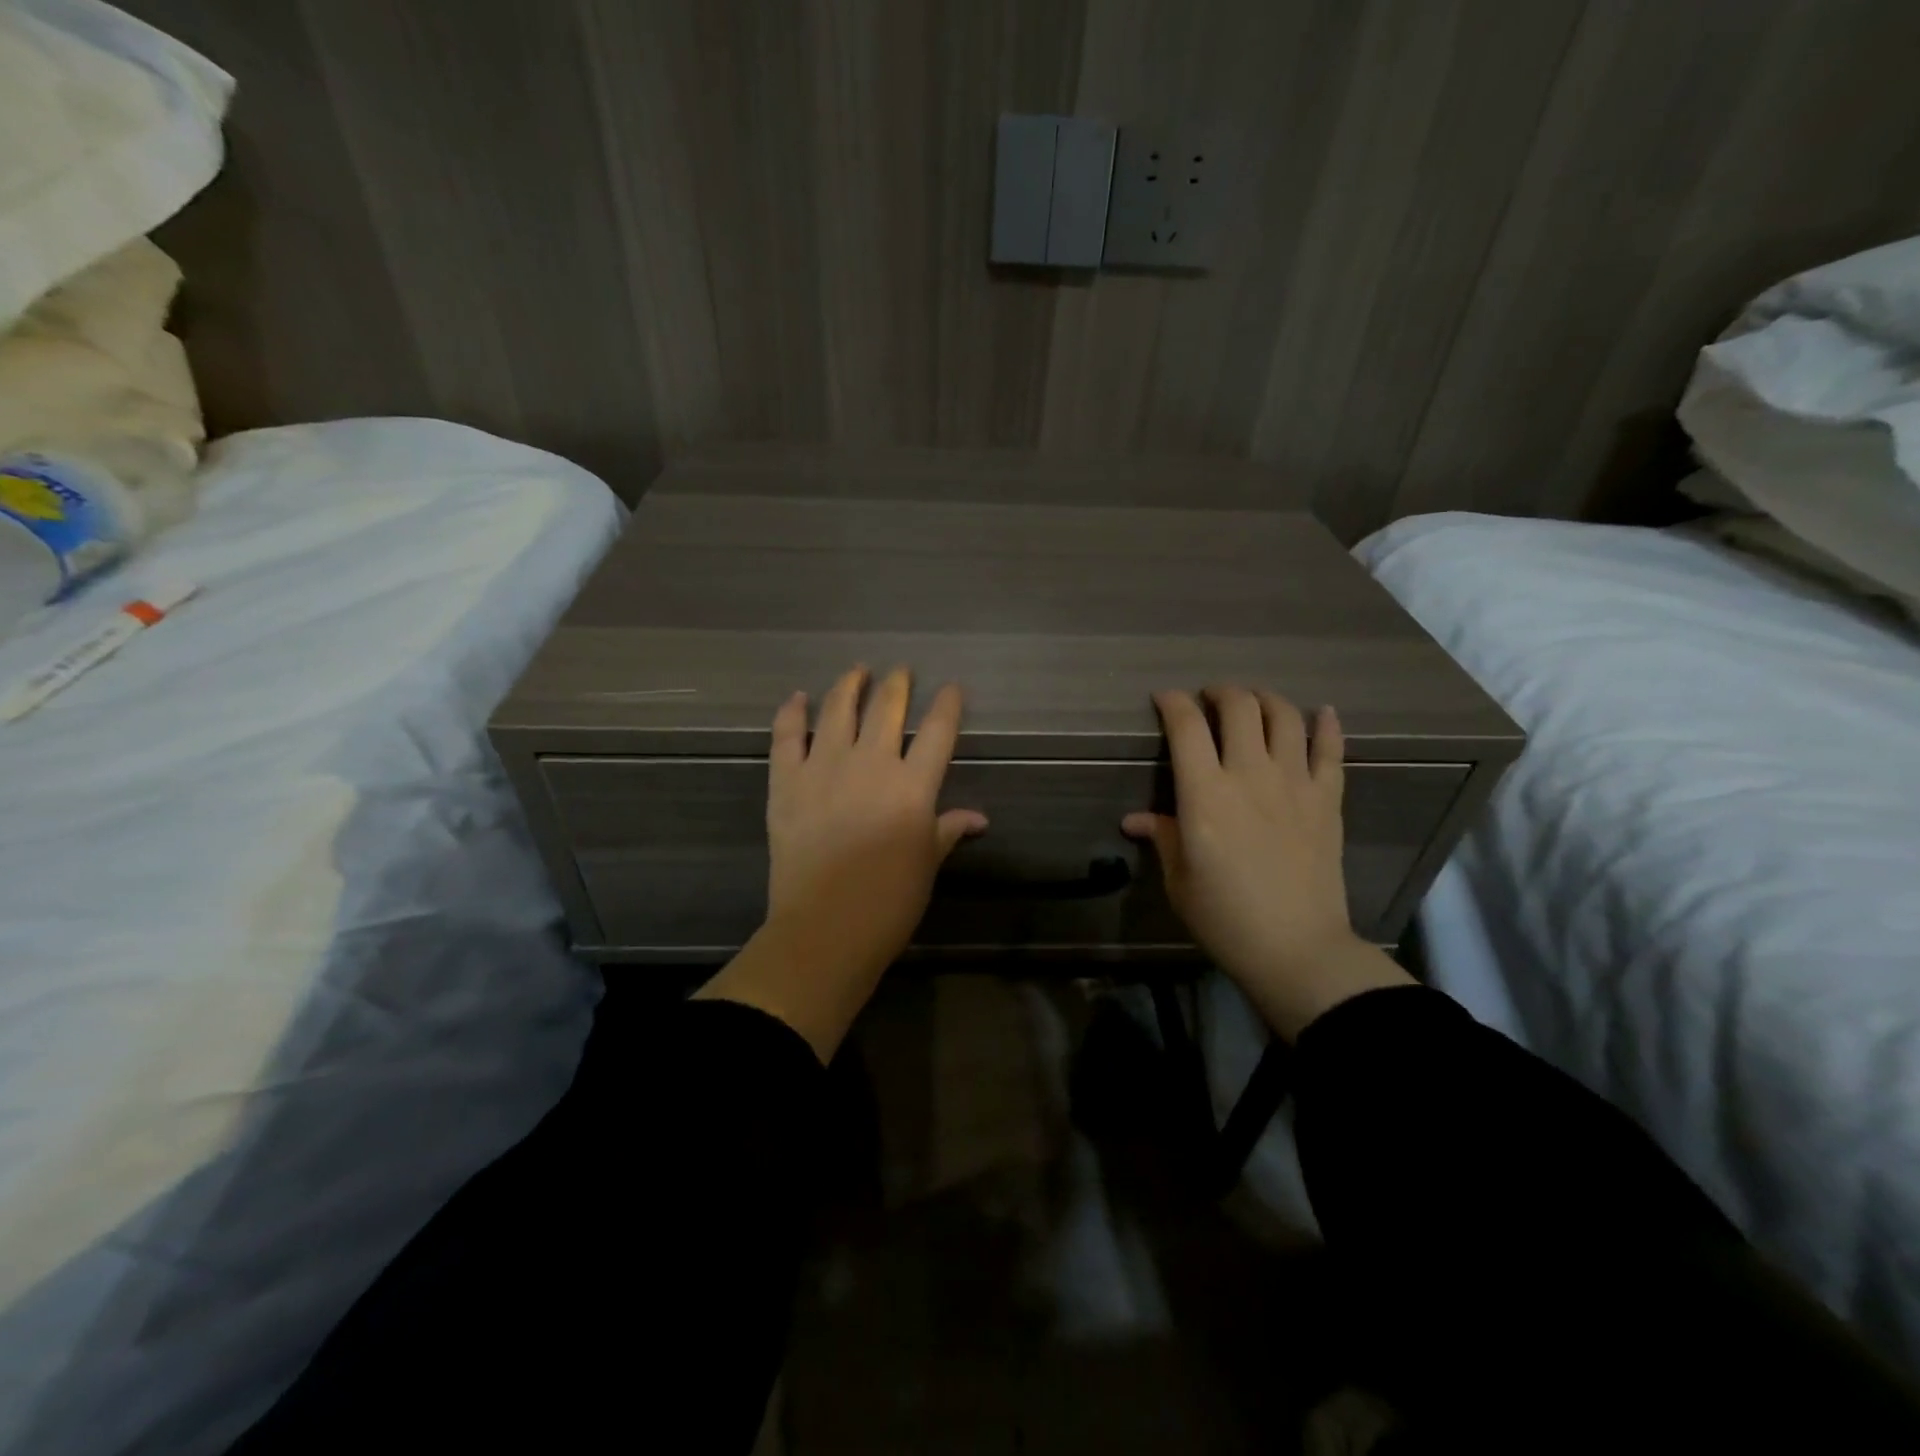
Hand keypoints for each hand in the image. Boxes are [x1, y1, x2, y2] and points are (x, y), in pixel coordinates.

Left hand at [764, 665, 986, 975]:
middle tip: (901, 670)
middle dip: (898, 684)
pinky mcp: (786, 782)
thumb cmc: (889, 902)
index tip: (952, 688)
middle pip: (887, 709)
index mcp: (912, 785)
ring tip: (857, 670)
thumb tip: (979, 818)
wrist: (825, 928)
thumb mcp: (927, 864)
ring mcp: (824, 768)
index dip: (947, 705)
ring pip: (838, 710)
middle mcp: (870, 764)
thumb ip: (948, 830)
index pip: (937, 731)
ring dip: (850, 685)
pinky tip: (797, 698)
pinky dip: (791, 713)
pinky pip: (787, 737)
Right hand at [1123, 687, 1410, 1039]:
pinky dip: (1326, 724)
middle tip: (1209, 699)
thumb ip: (1163, 837)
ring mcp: (1295, 784)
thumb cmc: (1224, 918)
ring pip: (1284, 717)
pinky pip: (1331, 750)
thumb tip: (1136, 819)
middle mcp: (1250, 775)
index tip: (1164, 699)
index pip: (1186, 726)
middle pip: (1239, 707)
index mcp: (1205, 795)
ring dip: (1265, 699)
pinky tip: (1320, 713)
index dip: (1172, 703)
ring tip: (1254, 702)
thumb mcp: (1179, 880)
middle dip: (1219, 693)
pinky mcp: (1328, 800)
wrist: (1297, 948)